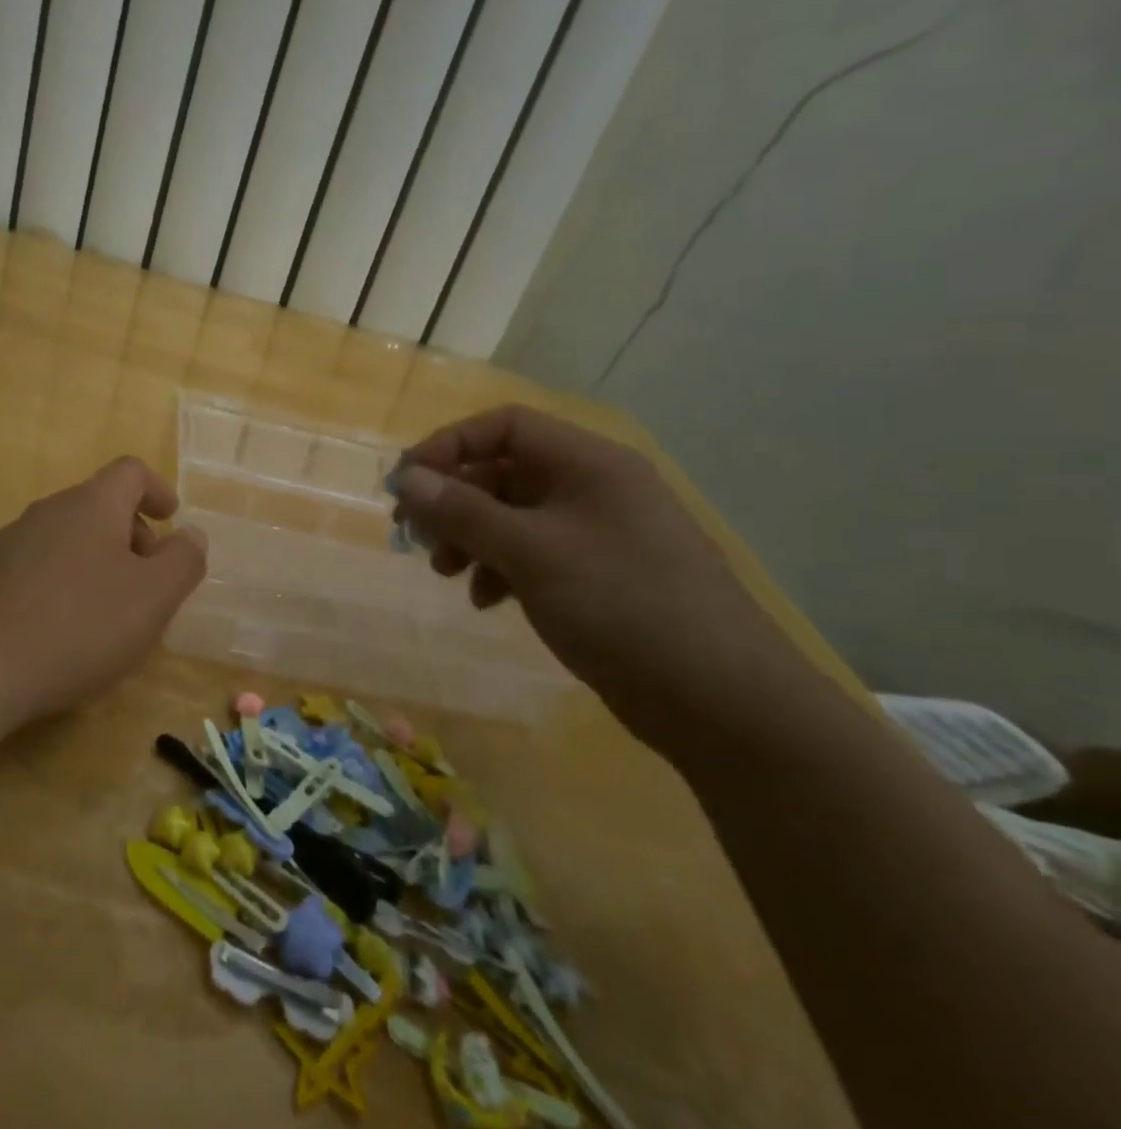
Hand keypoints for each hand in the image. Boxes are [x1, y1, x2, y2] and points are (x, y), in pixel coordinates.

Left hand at [0, 456, 207, 720]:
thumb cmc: (80, 626)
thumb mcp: (153, 597)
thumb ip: (183, 560)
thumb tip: (190, 535)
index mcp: (91, 505)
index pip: (130, 471)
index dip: (157, 490)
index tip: (170, 521)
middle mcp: (49, 510)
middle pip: (100, 505)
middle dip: (132, 536)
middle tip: (147, 584)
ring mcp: (11, 541)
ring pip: (69, 536)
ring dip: (98, 560)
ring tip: (108, 612)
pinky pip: (40, 564)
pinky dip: (64, 581)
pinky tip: (63, 627)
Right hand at [391, 405, 798, 746]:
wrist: (722, 701)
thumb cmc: (621, 605)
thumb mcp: (531, 552)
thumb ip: (463, 511)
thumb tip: (407, 478)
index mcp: (589, 463)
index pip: (505, 426)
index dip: (449, 445)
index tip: (406, 483)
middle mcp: (595, 488)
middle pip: (506, 471)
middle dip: (454, 499)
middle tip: (413, 532)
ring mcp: (600, 533)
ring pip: (515, 516)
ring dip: (471, 537)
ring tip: (444, 571)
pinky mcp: (602, 576)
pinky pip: (535, 553)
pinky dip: (501, 568)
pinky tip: (486, 600)